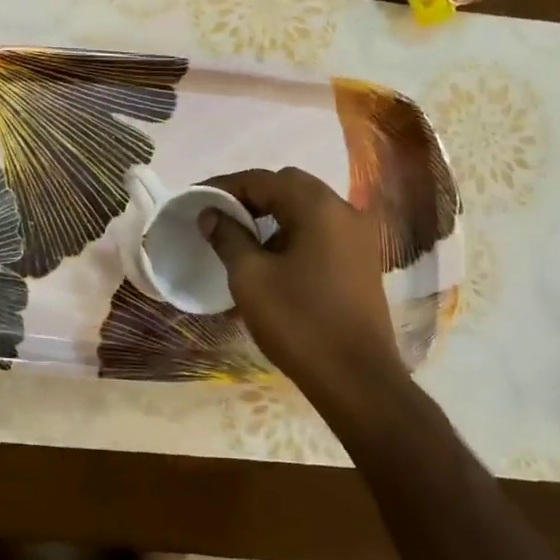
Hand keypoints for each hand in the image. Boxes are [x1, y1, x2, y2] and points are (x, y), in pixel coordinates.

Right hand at [199, 167, 406, 415]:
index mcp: (317, 206)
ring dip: (273, 213)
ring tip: (241, 235)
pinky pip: (321, 229)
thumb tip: (211, 213)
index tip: (196, 199)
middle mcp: (344, 210)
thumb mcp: (250, 277)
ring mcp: (359, 236)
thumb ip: (228, 236)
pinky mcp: (362, 260)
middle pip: (289, 186)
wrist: (356, 379)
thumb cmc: (298, 322)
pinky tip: (272, 256)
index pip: (262, 179)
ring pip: (307, 207)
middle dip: (251, 196)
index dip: (225, 187)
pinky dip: (293, 231)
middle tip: (219, 215)